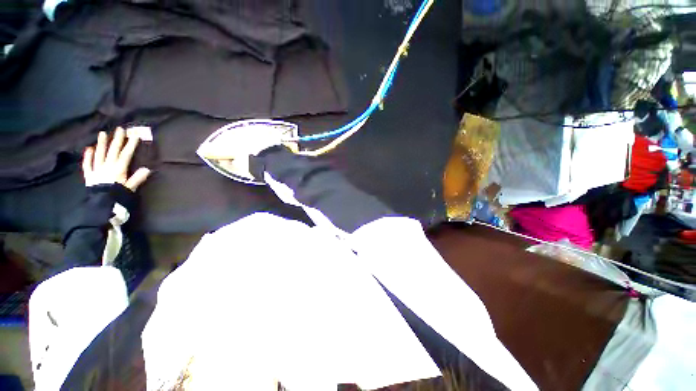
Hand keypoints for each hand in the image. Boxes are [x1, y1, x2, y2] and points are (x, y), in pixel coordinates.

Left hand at [82, 127, 150, 190]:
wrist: (100, 205)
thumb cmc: (117, 196)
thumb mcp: (130, 188)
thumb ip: (137, 178)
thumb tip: (147, 169)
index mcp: (118, 169)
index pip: (126, 154)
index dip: (131, 144)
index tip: (135, 135)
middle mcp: (107, 166)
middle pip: (112, 151)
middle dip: (117, 140)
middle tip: (120, 129)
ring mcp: (97, 169)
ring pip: (99, 154)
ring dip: (101, 143)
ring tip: (102, 133)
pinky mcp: (89, 175)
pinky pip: (87, 164)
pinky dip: (88, 156)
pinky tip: (89, 148)